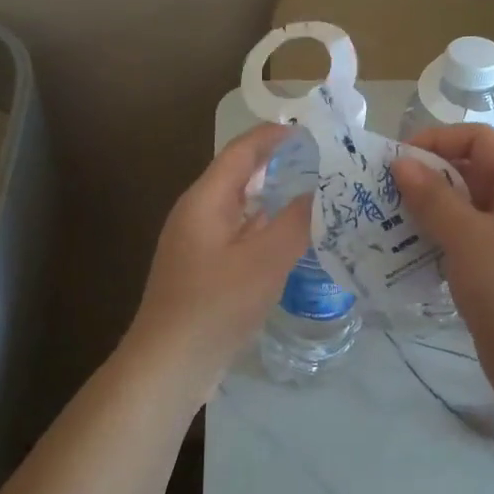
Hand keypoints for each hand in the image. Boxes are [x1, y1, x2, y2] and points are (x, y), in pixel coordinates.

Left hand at [120, 123, 311, 395]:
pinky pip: (239, 234)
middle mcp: (198, 213)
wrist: (170, 364)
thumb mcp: (266, 260)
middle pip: (240, 175)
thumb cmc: (216, 305)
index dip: (275, 136)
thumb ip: (297, 221)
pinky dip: (266, 227)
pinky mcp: (204, 269)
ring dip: (274, 197)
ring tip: (316, 195)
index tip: (313, 130)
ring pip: (240, 207)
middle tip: (323, 162)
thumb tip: (322, 188)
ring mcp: (198, 243)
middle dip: (278, 164)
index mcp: (205, 200)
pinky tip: (291, 239)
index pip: (242, 151)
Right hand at [391, 125, 493, 408]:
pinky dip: (440, 246)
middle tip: (379, 196)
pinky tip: (407, 258)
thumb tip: (401, 163)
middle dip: (426, 181)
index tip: (393, 161)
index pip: (480, 140)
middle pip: (473, 175)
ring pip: (467, 214)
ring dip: (428, 216)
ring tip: (384, 226)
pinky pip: (469, 247)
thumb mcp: (469, 238)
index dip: (436, 141)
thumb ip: (432, 198)